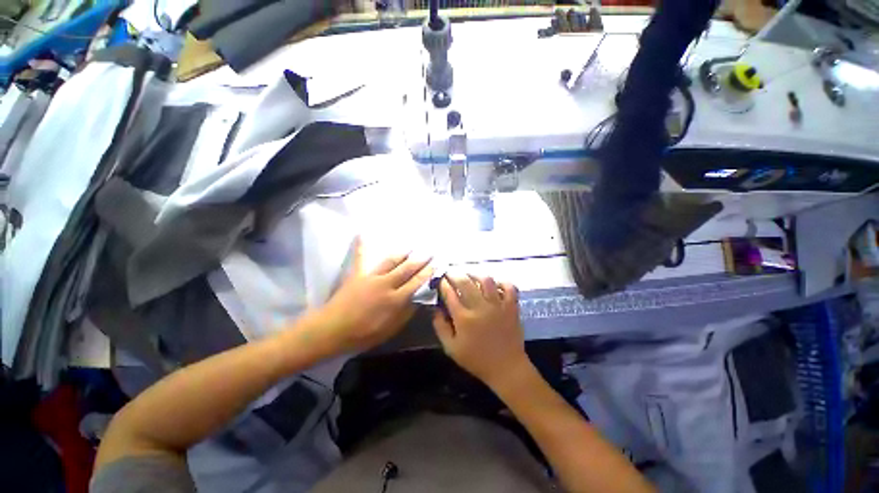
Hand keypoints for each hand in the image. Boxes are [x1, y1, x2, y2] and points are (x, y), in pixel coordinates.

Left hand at [307, 238, 432, 356]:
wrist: (332, 330)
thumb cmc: (363, 334)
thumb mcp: (390, 329)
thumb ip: (405, 313)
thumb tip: (418, 299)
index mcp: (395, 299)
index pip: (416, 282)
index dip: (427, 273)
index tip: (435, 265)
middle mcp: (386, 284)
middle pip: (407, 269)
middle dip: (420, 260)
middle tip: (430, 252)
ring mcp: (371, 277)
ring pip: (390, 261)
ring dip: (403, 253)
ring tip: (412, 247)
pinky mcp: (357, 274)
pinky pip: (361, 258)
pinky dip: (361, 246)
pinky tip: (362, 233)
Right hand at [432, 274, 530, 389]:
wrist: (506, 368)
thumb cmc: (476, 360)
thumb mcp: (451, 348)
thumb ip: (440, 327)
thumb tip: (436, 308)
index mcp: (464, 318)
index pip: (449, 293)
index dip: (443, 284)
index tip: (440, 280)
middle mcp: (480, 307)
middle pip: (465, 282)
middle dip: (455, 274)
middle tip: (450, 272)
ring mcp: (498, 305)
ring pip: (486, 280)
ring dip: (475, 274)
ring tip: (470, 275)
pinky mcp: (511, 306)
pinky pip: (509, 287)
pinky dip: (502, 281)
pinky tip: (494, 283)